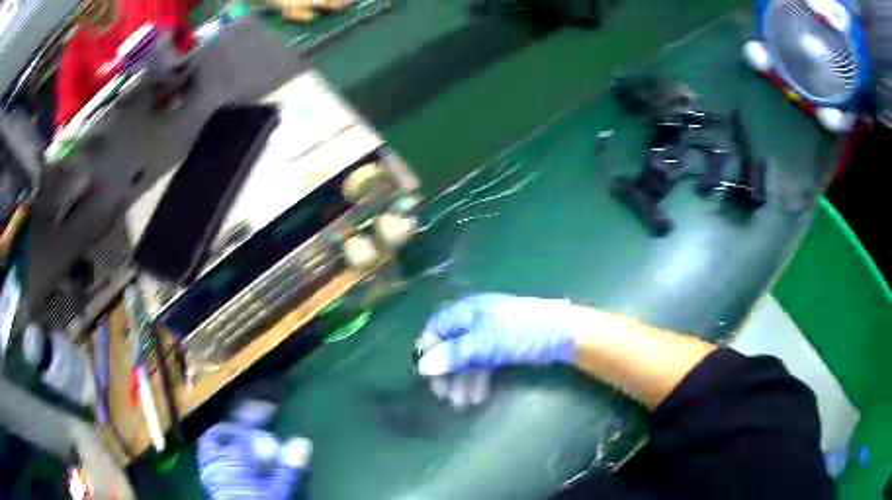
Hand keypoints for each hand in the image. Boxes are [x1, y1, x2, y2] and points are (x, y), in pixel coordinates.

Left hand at [198, 422, 311, 499]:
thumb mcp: (278, 492)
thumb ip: (288, 469)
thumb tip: (302, 443)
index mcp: (236, 459)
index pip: (244, 427)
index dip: (254, 413)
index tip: (267, 407)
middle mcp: (218, 460)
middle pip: (220, 433)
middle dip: (234, 427)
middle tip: (249, 428)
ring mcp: (209, 470)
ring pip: (209, 444)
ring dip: (222, 438)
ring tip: (235, 441)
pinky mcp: (208, 481)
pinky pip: (207, 458)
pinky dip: (217, 453)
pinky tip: (227, 462)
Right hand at [416, 294, 579, 407]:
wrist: (562, 335)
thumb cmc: (520, 334)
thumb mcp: (484, 345)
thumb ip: (453, 355)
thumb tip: (422, 367)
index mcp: (467, 311)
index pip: (436, 328)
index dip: (429, 351)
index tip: (428, 376)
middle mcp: (475, 320)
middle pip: (451, 346)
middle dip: (448, 372)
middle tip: (445, 397)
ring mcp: (490, 333)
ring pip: (468, 358)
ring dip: (463, 380)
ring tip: (464, 403)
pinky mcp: (503, 346)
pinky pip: (483, 362)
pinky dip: (478, 378)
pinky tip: (478, 396)